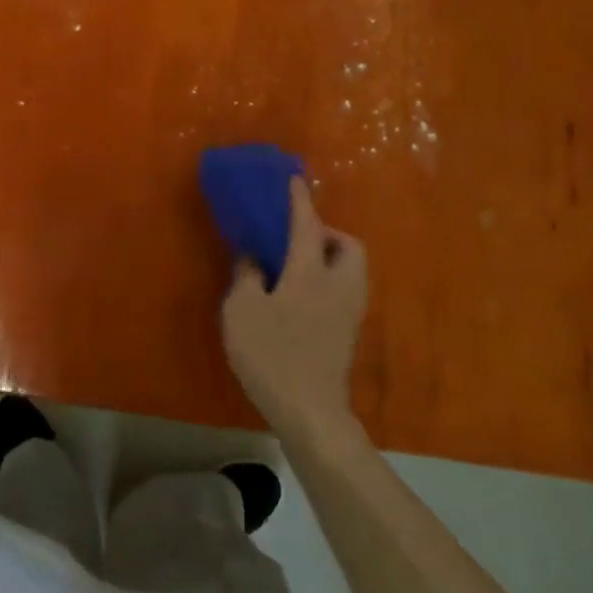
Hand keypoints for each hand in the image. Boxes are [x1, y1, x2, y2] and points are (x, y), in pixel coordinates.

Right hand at [220, 176, 368, 440]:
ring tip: (298, 266)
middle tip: (298, 238)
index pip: (307, 225)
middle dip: (328, 233)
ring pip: (351, 270)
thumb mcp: (242, 311)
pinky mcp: (349, 334)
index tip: (294, 180)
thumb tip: (253, 256)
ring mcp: (349, 312)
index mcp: (310, 272)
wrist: (310, 412)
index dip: (300, 200)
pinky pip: (344, 291)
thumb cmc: (272, 355)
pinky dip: (329, 282)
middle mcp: (338, 285)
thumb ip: (247, 275)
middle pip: (349, 247)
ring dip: (331, 258)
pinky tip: (302, 297)